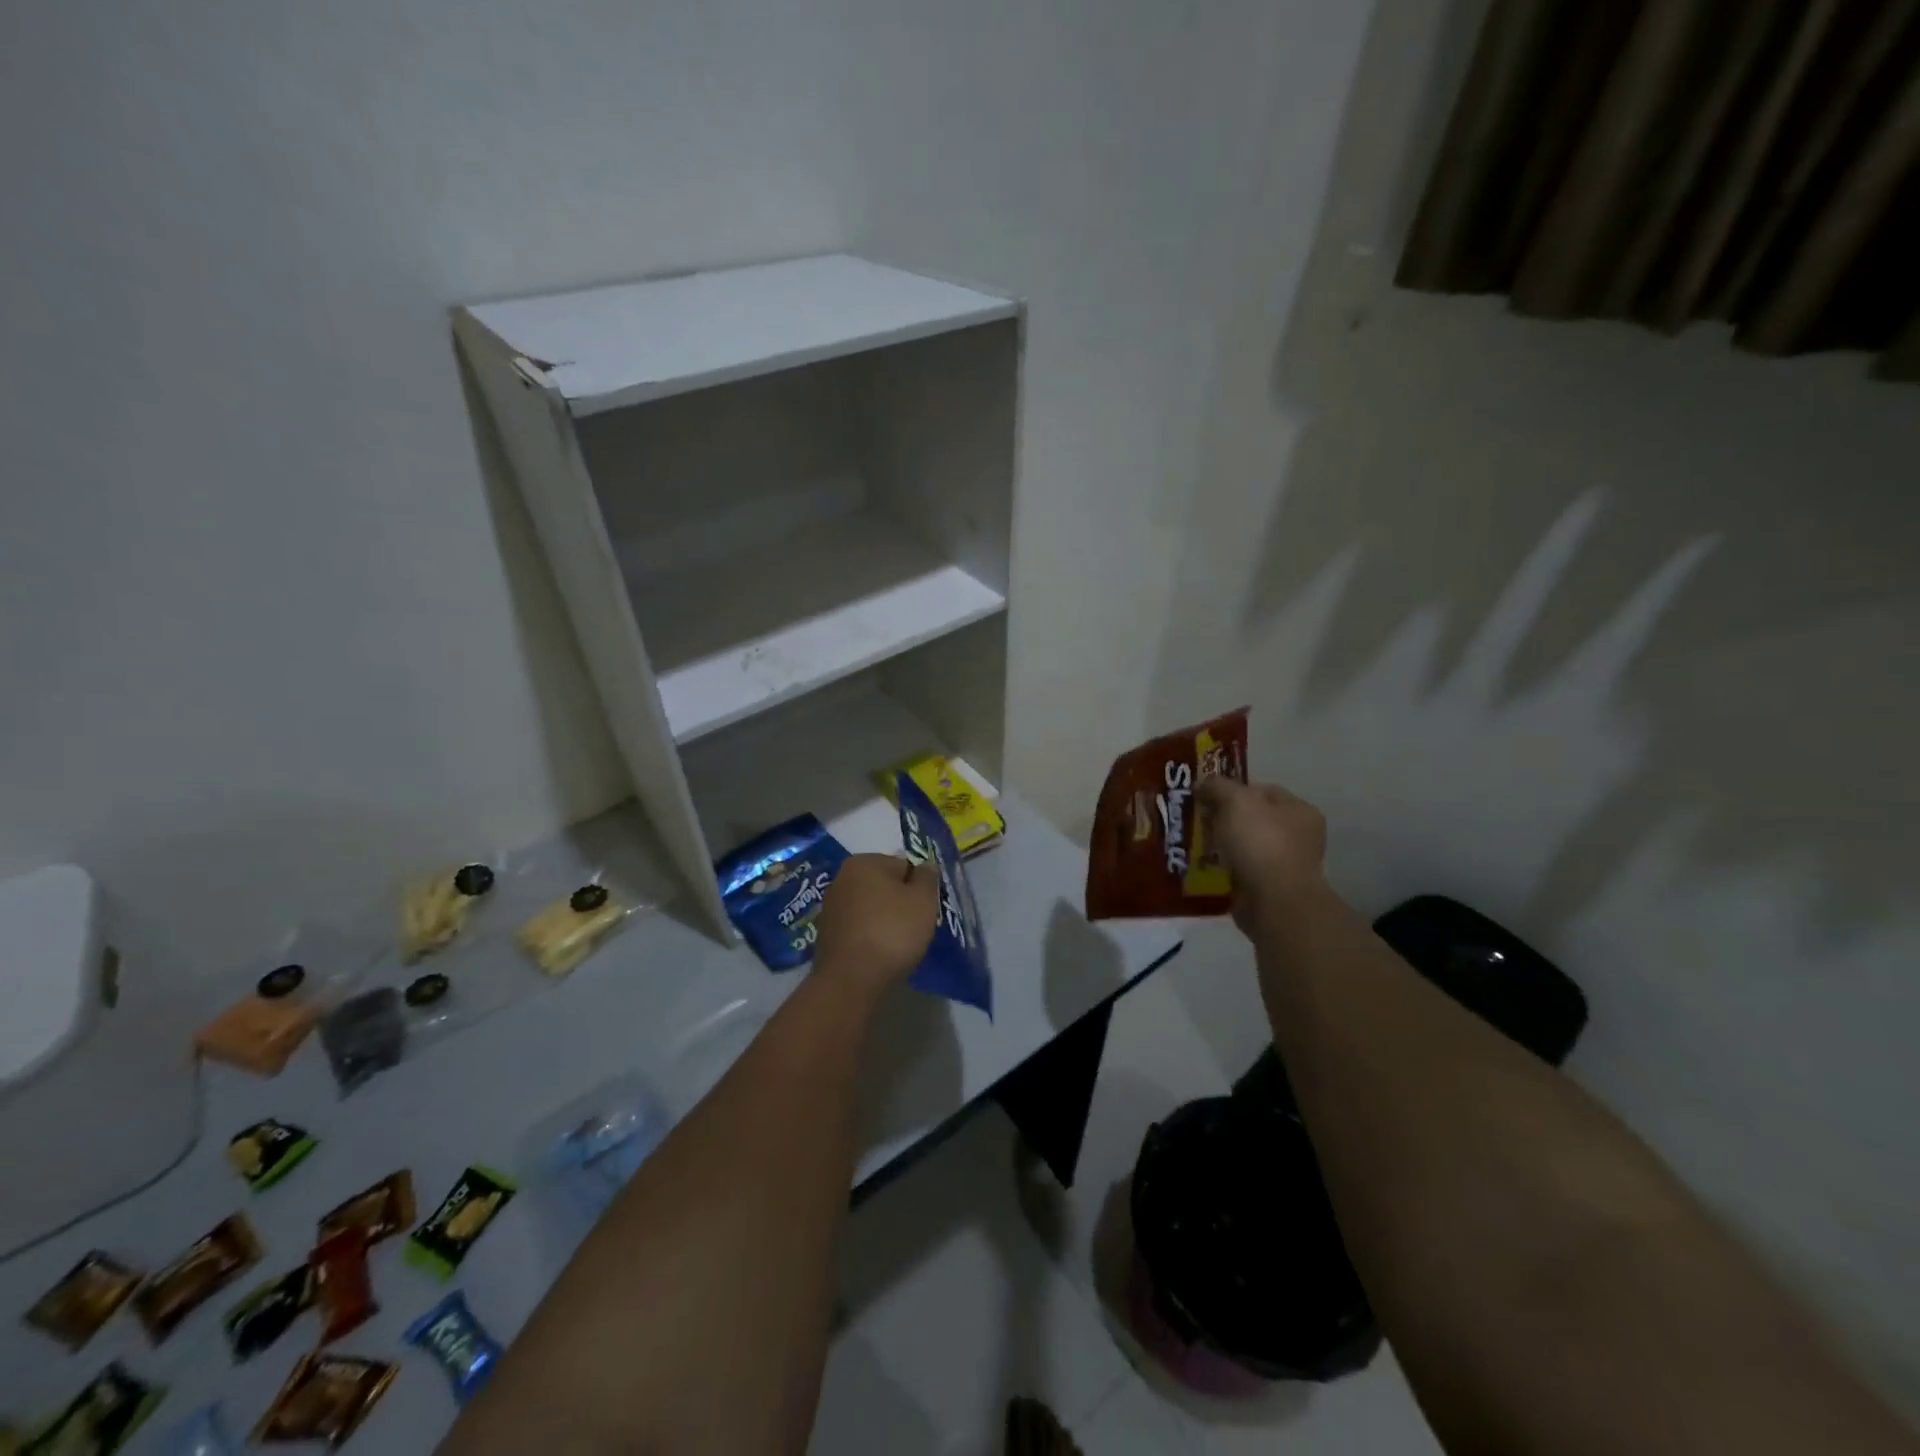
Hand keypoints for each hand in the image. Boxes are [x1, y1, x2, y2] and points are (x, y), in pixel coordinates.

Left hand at [812, 854, 940, 996]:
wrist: (851, 980)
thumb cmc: (891, 932)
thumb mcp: (923, 900)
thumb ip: (928, 877)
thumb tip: (926, 866)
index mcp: (863, 862)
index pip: (903, 865)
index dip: (919, 887)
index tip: (924, 909)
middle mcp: (841, 878)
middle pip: (885, 885)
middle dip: (900, 902)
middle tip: (914, 927)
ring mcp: (830, 907)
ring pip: (870, 907)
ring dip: (884, 919)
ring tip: (897, 944)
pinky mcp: (826, 934)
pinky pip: (858, 927)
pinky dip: (869, 935)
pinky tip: (878, 953)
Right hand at [1197, 776, 1329, 930]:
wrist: (1273, 902)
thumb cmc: (1261, 843)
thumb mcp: (1235, 801)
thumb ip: (1218, 786)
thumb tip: (1202, 784)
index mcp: (1300, 811)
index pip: (1262, 790)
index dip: (1232, 789)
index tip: (1205, 796)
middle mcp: (1298, 836)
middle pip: (1252, 818)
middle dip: (1222, 818)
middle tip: (1196, 819)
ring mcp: (1285, 865)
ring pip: (1244, 845)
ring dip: (1221, 844)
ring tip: (1194, 844)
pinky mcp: (1269, 889)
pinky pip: (1240, 870)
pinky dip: (1223, 868)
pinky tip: (1204, 867)